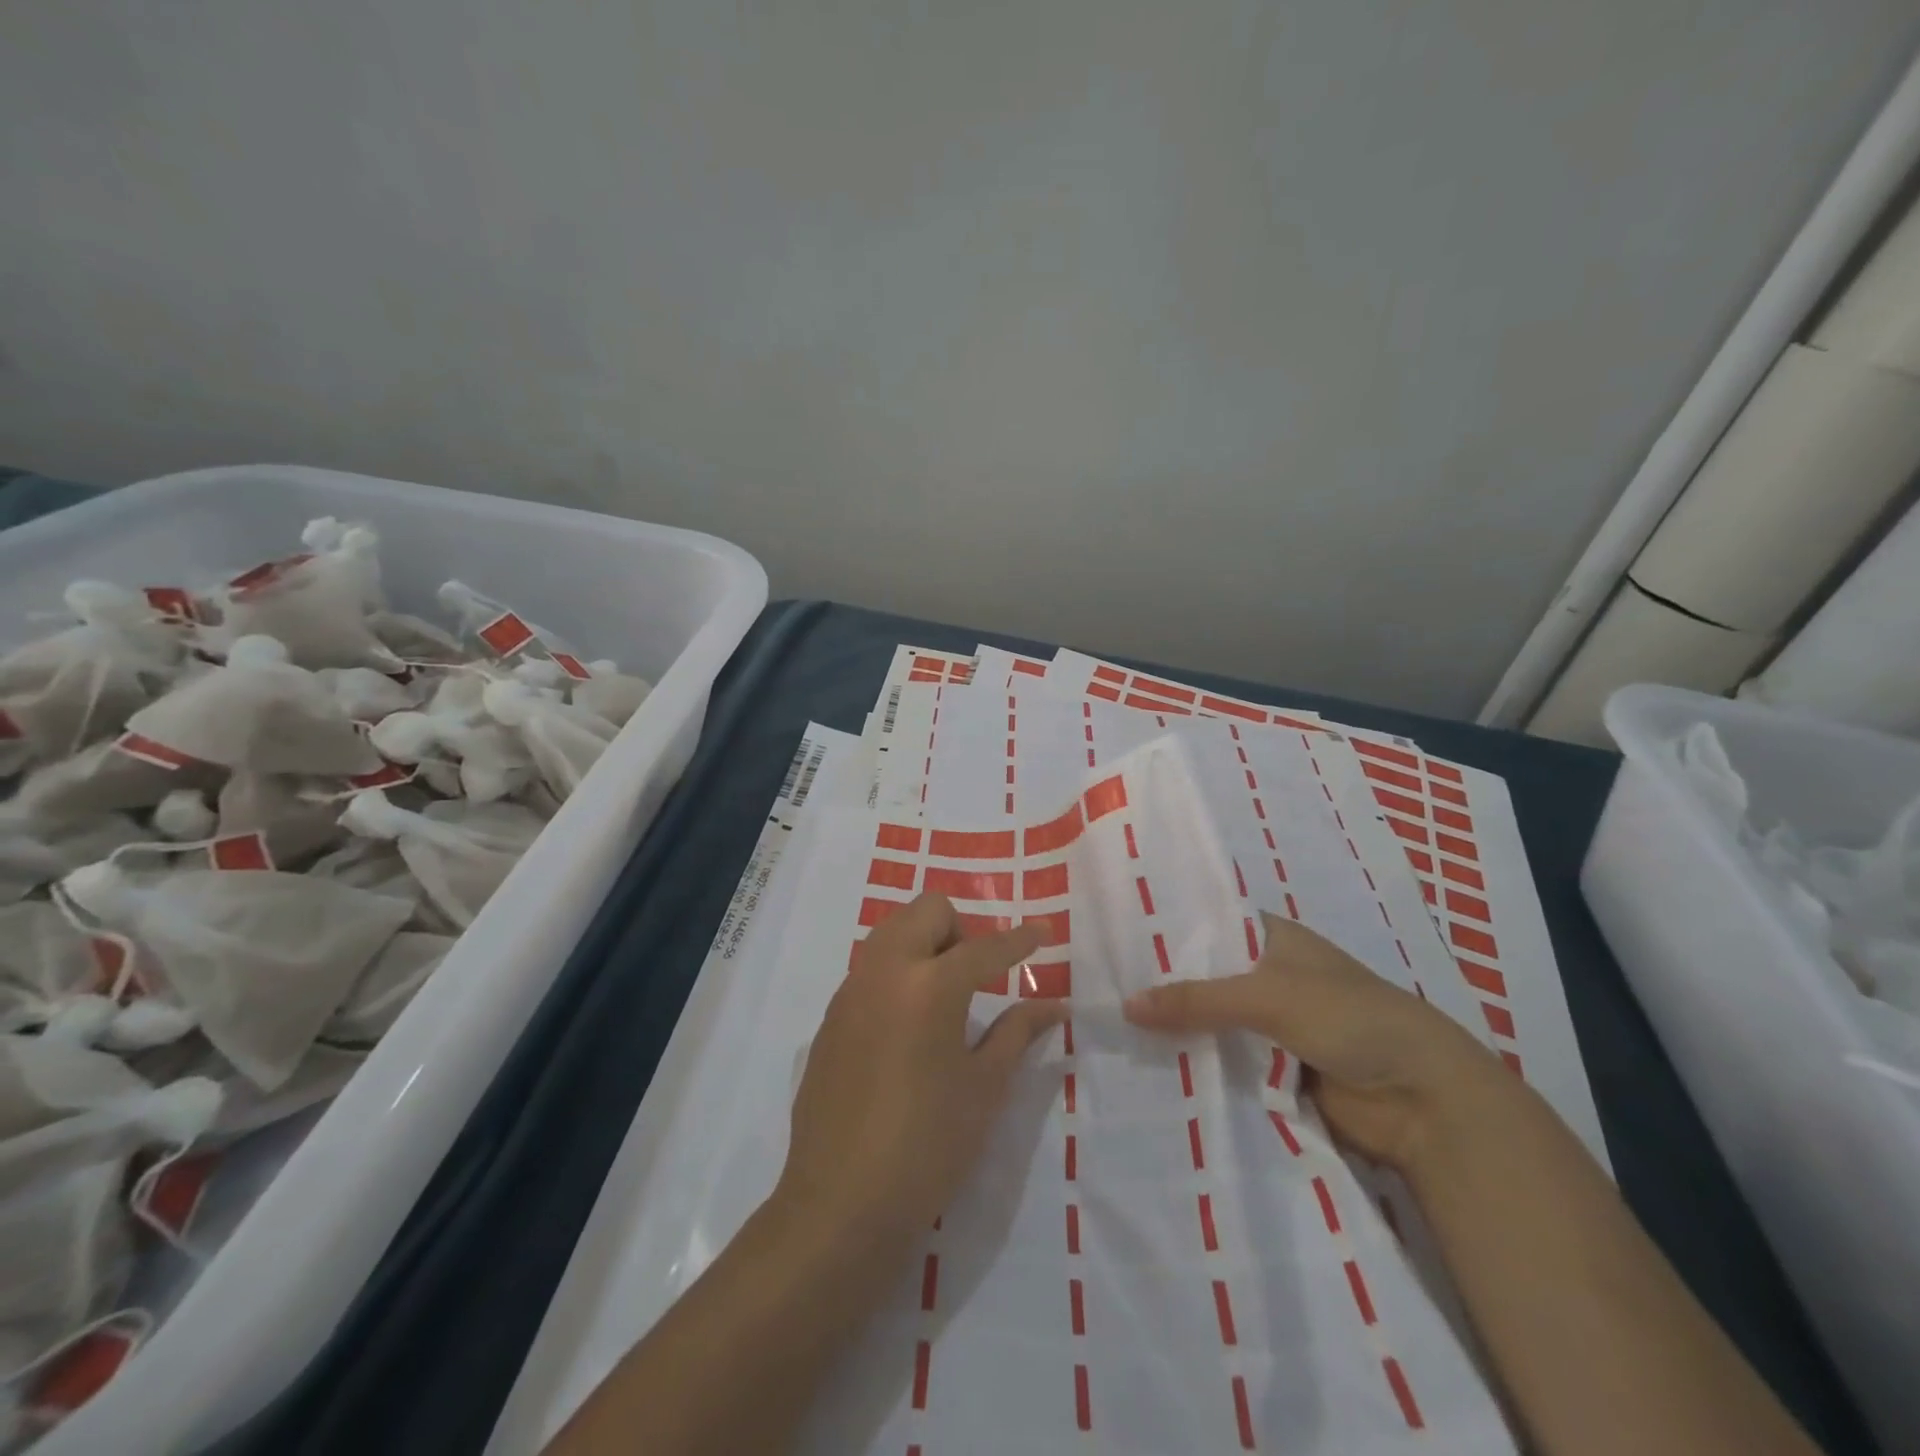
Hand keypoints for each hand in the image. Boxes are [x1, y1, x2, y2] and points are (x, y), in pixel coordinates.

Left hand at [775, 893, 1064, 1250]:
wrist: (840, 1204)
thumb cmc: (927, 1147)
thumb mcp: (984, 1088)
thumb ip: (1017, 1033)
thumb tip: (1056, 1006)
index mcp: (930, 985)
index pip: (985, 947)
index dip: (1021, 940)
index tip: (1043, 932)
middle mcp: (886, 971)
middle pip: (927, 911)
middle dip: (961, 929)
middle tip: (978, 976)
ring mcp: (851, 990)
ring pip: (893, 931)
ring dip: (925, 943)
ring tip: (944, 997)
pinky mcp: (831, 1015)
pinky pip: (870, 967)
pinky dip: (897, 972)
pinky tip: (907, 1026)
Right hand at [1122, 910, 1499, 1169]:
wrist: (1425, 1101)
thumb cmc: (1350, 1019)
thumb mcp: (1269, 996)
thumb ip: (1197, 999)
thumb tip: (1126, 1005)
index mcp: (1273, 940)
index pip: (1207, 926)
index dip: (1166, 933)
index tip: (1113, 940)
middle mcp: (1269, 977)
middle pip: (1205, 979)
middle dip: (1163, 988)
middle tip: (1101, 991)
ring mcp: (1272, 1027)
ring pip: (1212, 1024)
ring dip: (1177, 1031)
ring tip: (1110, 1030)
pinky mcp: (1274, 1072)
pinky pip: (1225, 1062)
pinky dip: (1198, 1065)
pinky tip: (1150, 1068)